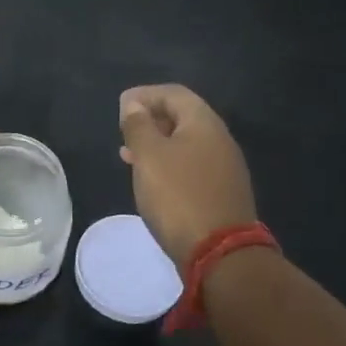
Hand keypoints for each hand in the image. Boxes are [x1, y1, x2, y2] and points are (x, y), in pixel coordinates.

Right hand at [119, 84, 257, 266]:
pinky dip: (169, 163)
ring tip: (129, 154)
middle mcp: (220, 139)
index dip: (146, 94)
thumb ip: (138, 126)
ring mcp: (224, 167)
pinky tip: (152, 179)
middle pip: (183, 116)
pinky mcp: (222, 192)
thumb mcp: (149, 156)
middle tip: (124, 129)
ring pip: (186, 143)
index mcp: (204, 123)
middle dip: (152, 118)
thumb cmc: (178, 196)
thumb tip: (135, 104)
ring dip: (158, 143)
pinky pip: (192, 165)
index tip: (121, 105)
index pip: (174, 94)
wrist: (219, 252)